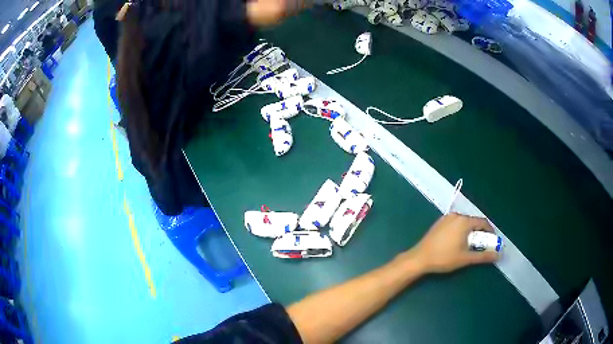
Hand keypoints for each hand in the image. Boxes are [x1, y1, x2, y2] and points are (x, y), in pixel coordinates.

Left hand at [412, 213, 498, 273]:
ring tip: (470, 245)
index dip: (490, 231)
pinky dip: (461, 230)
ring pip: (464, 223)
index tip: (492, 241)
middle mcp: (456, 215)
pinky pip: (455, 224)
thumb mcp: (466, 258)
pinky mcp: (439, 223)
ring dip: (470, 232)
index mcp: (464, 221)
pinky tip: (458, 242)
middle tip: (481, 245)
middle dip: (480, 233)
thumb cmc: (444, 258)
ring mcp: (446, 218)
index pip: (483, 222)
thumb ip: (483, 256)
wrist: (420, 258)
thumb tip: (498, 255)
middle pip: (473, 222)